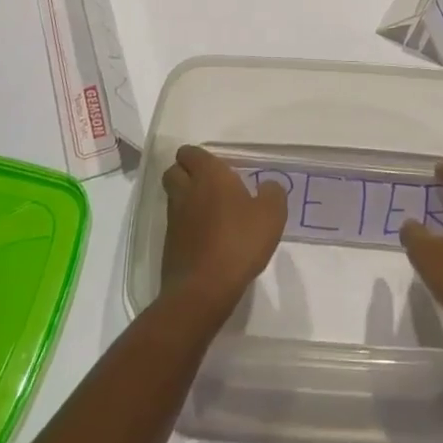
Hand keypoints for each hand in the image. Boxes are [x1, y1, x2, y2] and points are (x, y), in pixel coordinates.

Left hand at [160, 145, 286, 320]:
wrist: (204, 289)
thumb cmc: (239, 242)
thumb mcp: (271, 215)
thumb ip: (273, 194)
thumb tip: (268, 187)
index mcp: (208, 175)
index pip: (191, 152)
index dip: (200, 157)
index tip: (218, 168)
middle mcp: (186, 191)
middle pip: (174, 170)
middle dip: (186, 172)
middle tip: (209, 185)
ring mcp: (174, 218)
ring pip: (173, 197)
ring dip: (186, 198)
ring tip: (210, 212)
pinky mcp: (169, 244)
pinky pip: (175, 224)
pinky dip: (186, 226)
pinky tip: (206, 238)